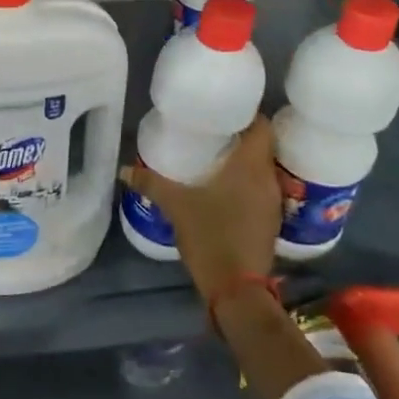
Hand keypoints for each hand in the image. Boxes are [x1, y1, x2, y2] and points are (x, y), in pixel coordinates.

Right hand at [120, 115, 281, 301]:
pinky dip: (247, 183)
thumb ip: (151, 184)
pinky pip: (262, 189)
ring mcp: (274, 202)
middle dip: (241, 136)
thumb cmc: (210, 235)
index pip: (261, 125)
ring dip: (245, 161)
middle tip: (213, 130)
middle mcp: (268, 179)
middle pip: (262, 145)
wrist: (237, 288)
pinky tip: (225, 188)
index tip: (224, 110)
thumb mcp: (176, 206)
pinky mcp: (271, 221)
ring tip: (217, 156)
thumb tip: (125, 170)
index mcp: (251, 166)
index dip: (246, 113)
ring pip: (263, 169)